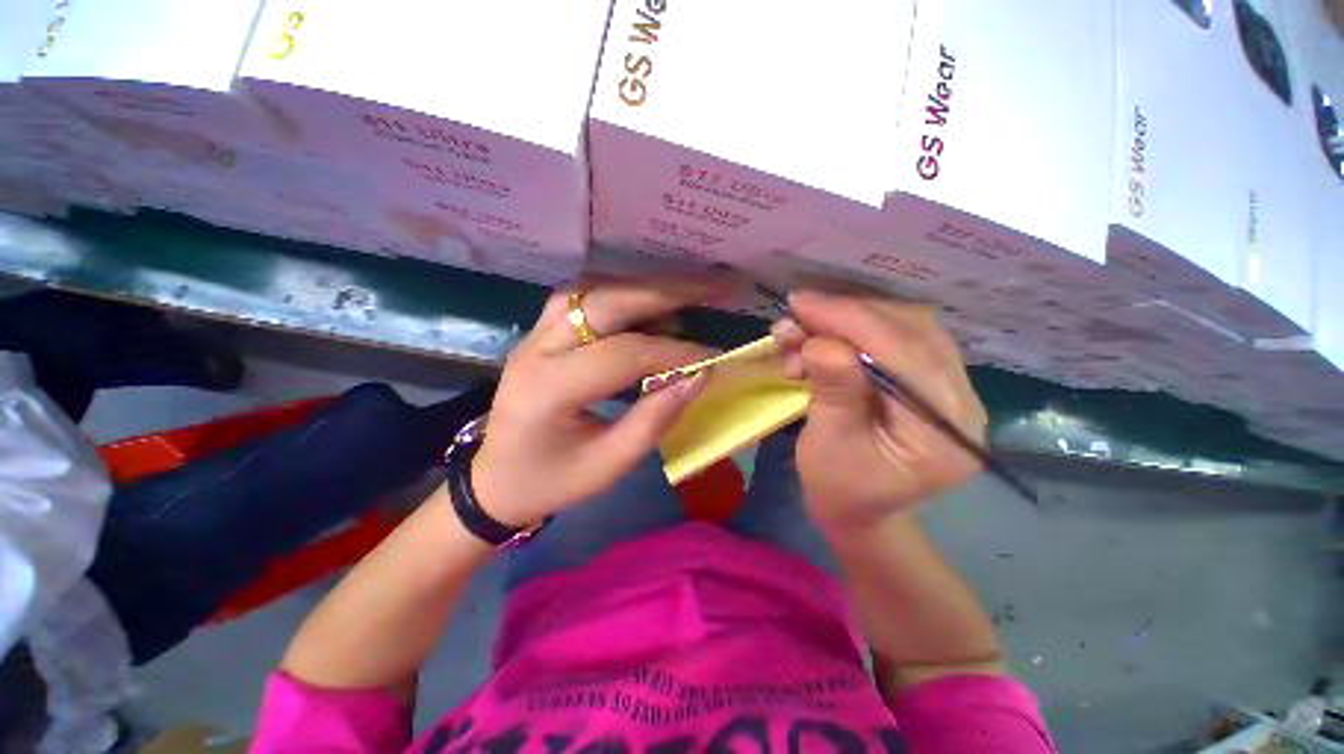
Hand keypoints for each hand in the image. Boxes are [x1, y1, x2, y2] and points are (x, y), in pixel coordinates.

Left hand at [468, 277, 725, 527]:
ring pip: (595, 289)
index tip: (714, 357)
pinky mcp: (541, 331)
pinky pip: (586, 297)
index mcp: (549, 389)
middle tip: (718, 286)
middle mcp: (537, 347)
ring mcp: (535, 333)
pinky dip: (626, 294)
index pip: (623, 354)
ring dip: (647, 288)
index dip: (674, 353)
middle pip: (607, 301)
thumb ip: (654, 420)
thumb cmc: (551, 481)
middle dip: (669, 291)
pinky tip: (652, 305)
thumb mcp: (608, 465)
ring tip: (692, 292)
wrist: (495, 479)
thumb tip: (698, 376)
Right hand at [774, 290, 986, 530]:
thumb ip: (833, 392)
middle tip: (797, 313)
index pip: (904, 354)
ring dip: (849, 319)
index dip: (850, 321)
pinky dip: (857, 329)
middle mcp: (961, 402)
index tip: (801, 304)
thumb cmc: (840, 489)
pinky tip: (825, 337)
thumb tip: (821, 341)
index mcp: (943, 432)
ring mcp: (951, 388)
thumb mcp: (827, 445)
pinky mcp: (931, 380)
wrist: (861, 511)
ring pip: (906, 326)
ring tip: (804, 329)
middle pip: (911, 331)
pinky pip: (899, 337)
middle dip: (846, 315)